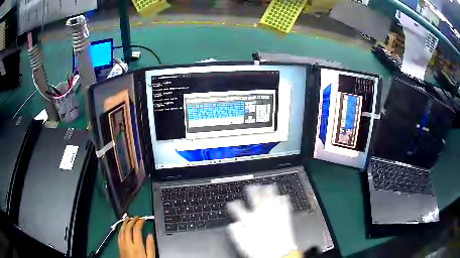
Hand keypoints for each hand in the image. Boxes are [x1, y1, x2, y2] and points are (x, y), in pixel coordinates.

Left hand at [118, 217, 154, 257]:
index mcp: (137, 245)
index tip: (143, 219)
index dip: (140, 222)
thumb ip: (151, 246)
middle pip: (128, 228)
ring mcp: (122, 245)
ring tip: (128, 218)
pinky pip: (119, 235)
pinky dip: (121, 229)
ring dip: (125, 223)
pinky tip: (122, 228)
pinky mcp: (119, 247)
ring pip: (122, 230)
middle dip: (132, 220)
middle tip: (137, 217)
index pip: (136, 229)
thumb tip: (150, 235)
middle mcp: (128, 243)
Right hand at [227, 185, 297, 257]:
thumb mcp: (243, 244)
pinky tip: (283, 196)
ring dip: (269, 192)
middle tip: (251, 186)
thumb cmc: (260, 250)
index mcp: (251, 222)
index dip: (235, 205)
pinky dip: (283, 200)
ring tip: (267, 185)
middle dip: (252, 191)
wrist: (279, 253)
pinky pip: (284, 205)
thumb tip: (233, 225)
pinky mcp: (285, 217)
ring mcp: (275, 215)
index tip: (232, 203)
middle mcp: (262, 215)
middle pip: (256, 200)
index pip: (240, 210)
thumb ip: (237, 233)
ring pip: (271, 199)